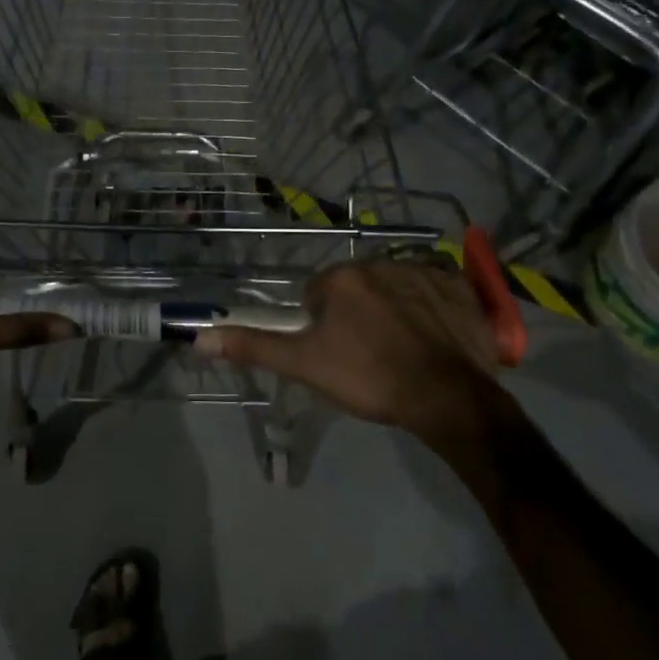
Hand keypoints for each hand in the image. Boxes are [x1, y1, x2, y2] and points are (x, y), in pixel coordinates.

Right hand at [195, 258, 518, 446]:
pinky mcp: (458, 286)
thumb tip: (200, 337)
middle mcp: (380, 262)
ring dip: (393, 310)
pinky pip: (435, 290)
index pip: (318, 294)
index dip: (322, 326)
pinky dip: (431, 309)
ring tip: (404, 350)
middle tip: (368, 354)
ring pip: (394, 288)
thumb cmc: (369, 377)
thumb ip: (254, 347)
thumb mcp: (305, 365)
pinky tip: (435, 339)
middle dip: (357, 314)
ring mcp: (424, 271)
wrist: (446, 397)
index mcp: (341, 278)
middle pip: (356, 288)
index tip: (337, 353)